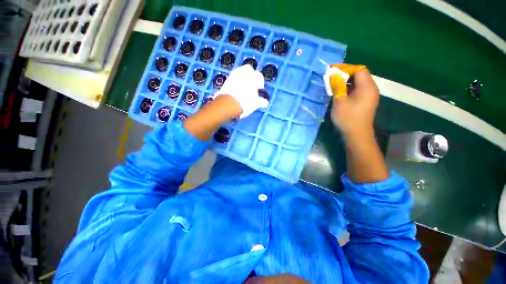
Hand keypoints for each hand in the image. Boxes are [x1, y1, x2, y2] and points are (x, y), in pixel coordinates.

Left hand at [214, 64, 267, 117]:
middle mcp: (243, 73)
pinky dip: (236, 82)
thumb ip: (261, 101)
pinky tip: (237, 90)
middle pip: (249, 69)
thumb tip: (265, 102)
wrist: (228, 105)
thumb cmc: (245, 103)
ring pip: (240, 72)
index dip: (260, 83)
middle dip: (251, 75)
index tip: (260, 89)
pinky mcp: (226, 80)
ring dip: (243, 78)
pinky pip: (233, 78)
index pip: (259, 76)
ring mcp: (233, 75)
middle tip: (252, 85)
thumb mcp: (256, 103)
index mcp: (253, 77)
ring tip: (244, 87)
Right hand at [331, 68, 378, 138]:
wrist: (357, 135)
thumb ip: (337, 86)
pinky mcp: (366, 102)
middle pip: (360, 75)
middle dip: (345, 75)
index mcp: (367, 87)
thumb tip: (334, 76)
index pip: (359, 70)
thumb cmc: (348, 118)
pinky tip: (341, 94)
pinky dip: (349, 90)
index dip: (346, 69)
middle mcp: (371, 89)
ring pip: (358, 83)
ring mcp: (369, 96)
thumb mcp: (339, 101)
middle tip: (332, 80)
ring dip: (346, 83)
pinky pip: (358, 91)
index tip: (333, 72)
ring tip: (334, 86)